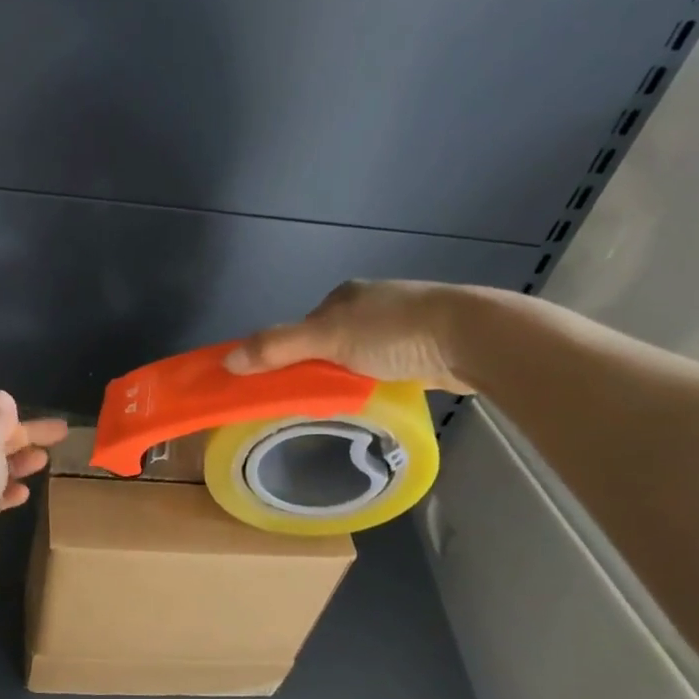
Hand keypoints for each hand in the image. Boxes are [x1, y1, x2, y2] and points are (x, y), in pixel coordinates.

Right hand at [224, 279, 475, 393]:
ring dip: (348, 377)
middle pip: (328, 343)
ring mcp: (401, 326)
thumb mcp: (327, 338)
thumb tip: (227, 361)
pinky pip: (384, 368)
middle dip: (318, 368)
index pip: (303, 327)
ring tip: (344, 402)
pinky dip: (375, 382)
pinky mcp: (424, 348)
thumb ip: (277, 347)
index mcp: (346, 295)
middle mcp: (371, 305)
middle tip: (312, 399)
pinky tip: (376, 397)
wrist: (471, 338)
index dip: (288, 354)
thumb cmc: (395, 331)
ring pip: (358, 357)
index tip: (283, 383)